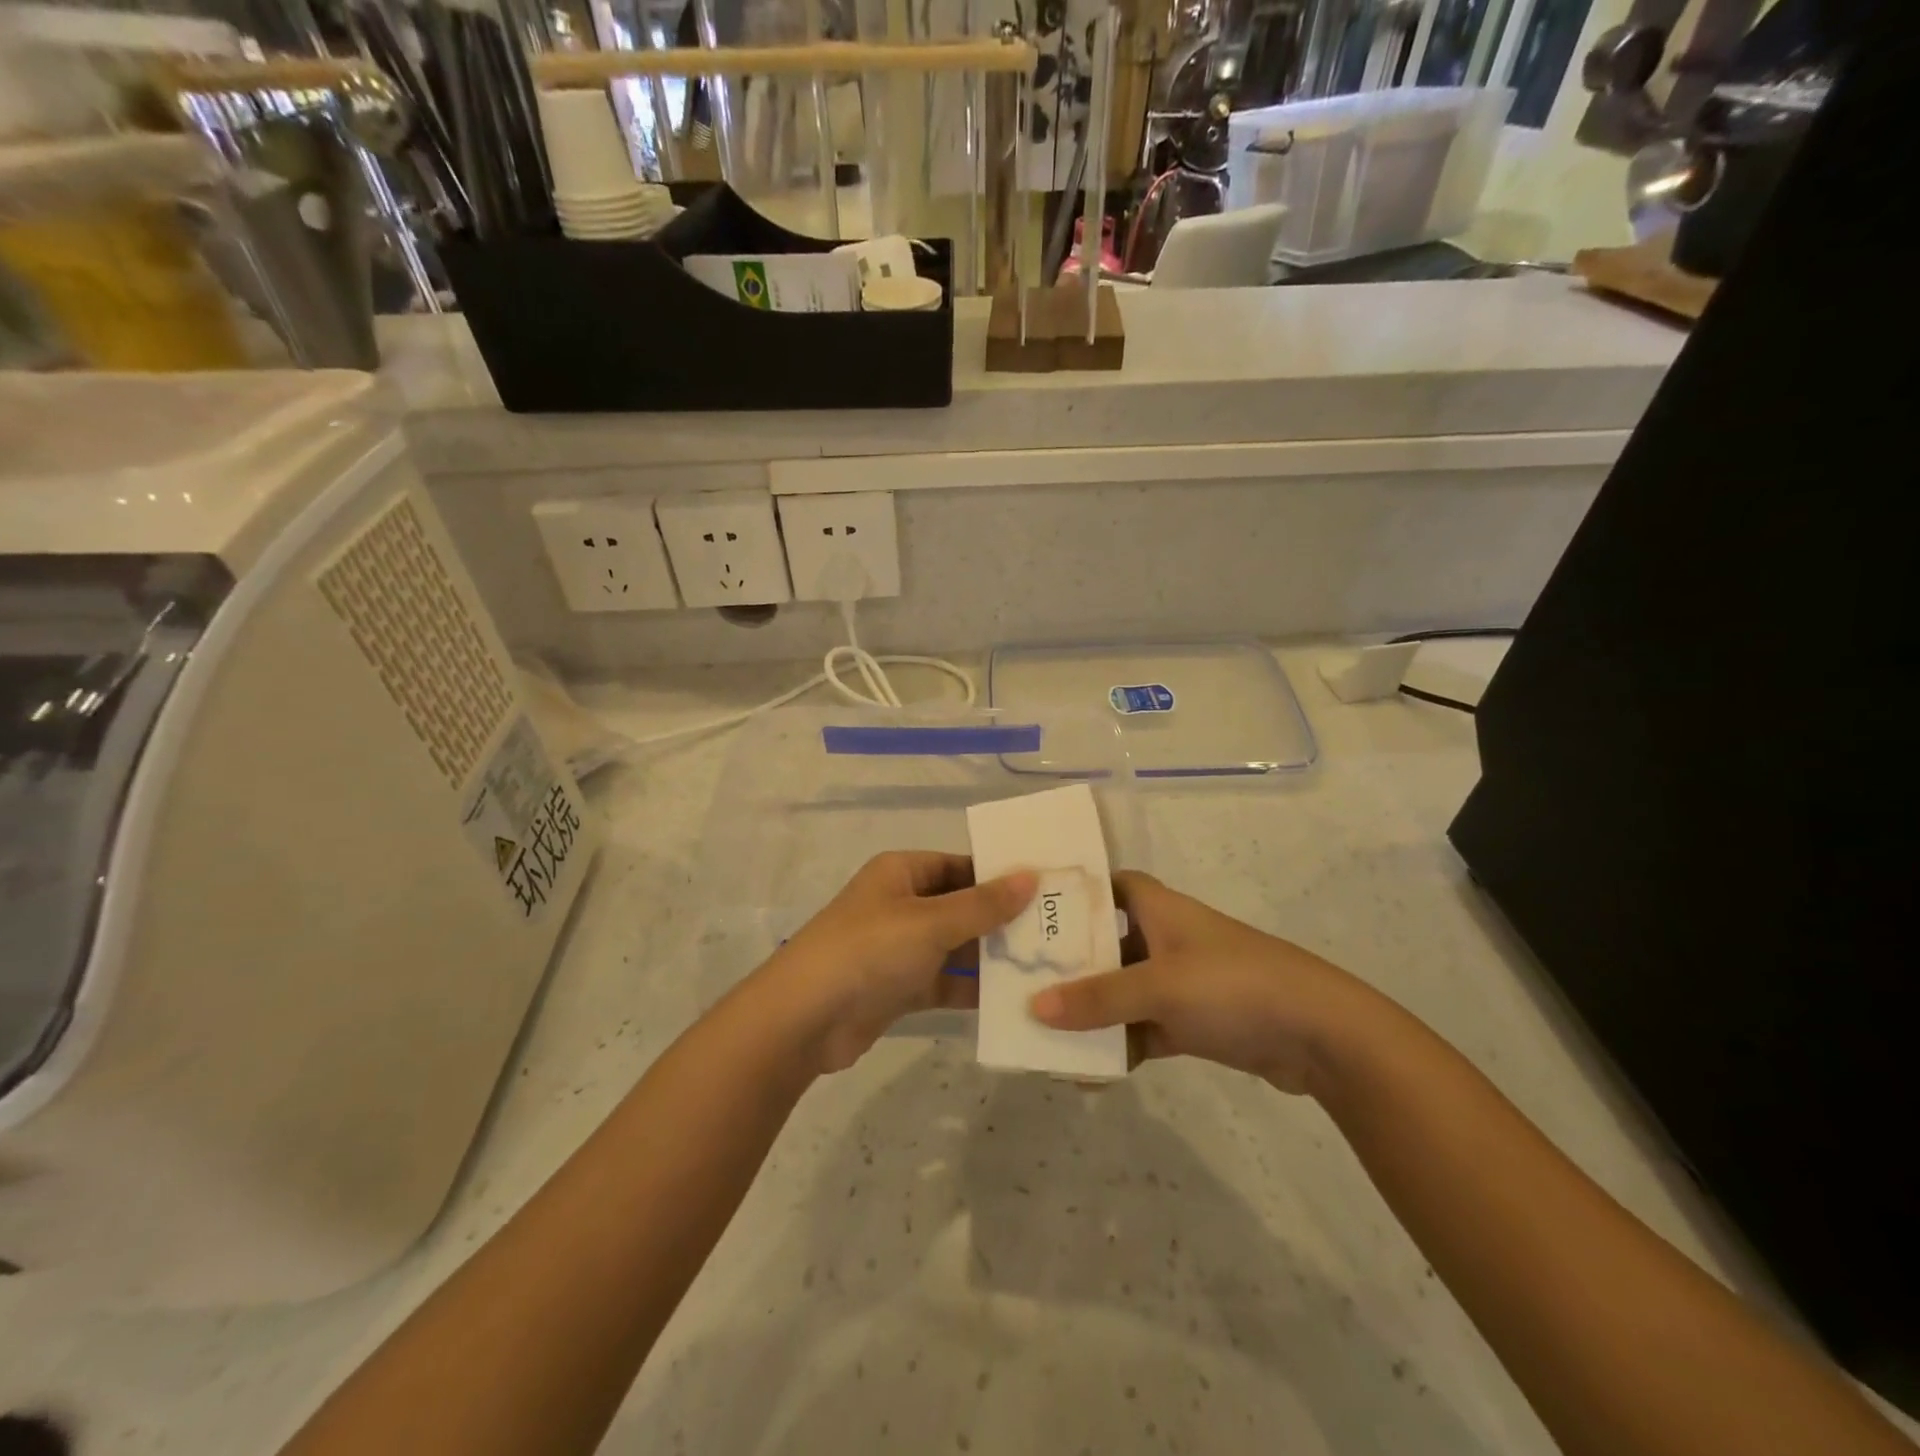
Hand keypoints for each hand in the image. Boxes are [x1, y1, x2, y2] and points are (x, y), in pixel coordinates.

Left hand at [759, 852, 1036, 1074]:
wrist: (804, 1020)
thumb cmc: (869, 951)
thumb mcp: (930, 922)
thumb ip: (983, 904)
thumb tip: (1030, 875)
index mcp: (902, 873)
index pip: (961, 865)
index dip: (1000, 876)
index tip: (1047, 889)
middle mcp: (902, 904)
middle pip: (961, 906)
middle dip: (1002, 920)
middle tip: (1056, 932)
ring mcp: (900, 948)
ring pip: (956, 946)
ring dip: (991, 957)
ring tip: (1045, 966)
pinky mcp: (900, 987)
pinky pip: (945, 981)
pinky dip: (972, 989)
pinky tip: (1013, 999)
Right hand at [1028, 871, 1383, 1094]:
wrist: (1319, 1034)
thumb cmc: (1232, 985)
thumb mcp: (1159, 986)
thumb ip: (1097, 998)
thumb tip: (1033, 1008)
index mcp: (1159, 909)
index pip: (1110, 884)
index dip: (1076, 893)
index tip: (1033, 910)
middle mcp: (1165, 938)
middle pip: (1107, 942)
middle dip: (1070, 962)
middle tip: (1022, 979)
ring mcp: (1180, 981)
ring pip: (1122, 990)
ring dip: (1092, 1010)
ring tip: (1044, 1031)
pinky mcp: (1192, 1021)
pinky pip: (1142, 1028)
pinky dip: (1120, 1045)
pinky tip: (1089, 1072)